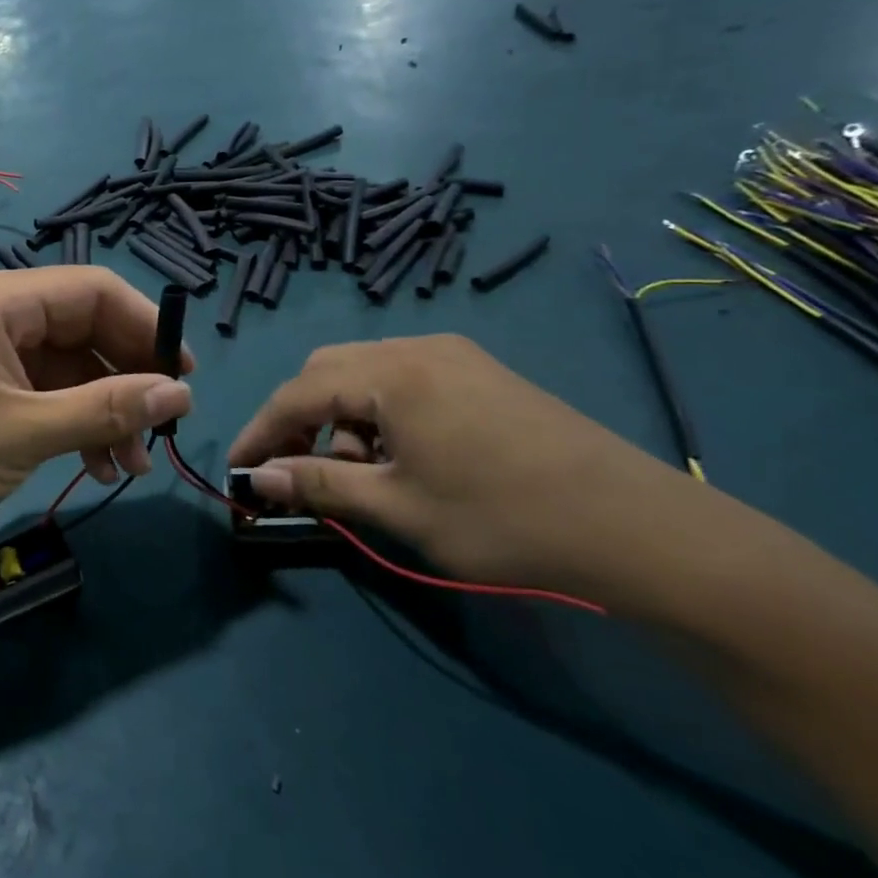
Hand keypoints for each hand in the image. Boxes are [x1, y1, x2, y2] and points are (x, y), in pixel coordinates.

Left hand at [0, 267, 193, 558]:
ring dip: (103, 411)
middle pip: (82, 328)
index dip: (146, 327)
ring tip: (132, 466)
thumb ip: (106, 409)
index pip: (94, 290)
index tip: (184, 375)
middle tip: (161, 430)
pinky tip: (96, 466)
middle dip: (125, 379)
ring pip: (65, 367)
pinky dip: (71, 423)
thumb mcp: (24, 433)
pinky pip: (40, 392)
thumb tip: (182, 393)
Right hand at [229, 335, 686, 597]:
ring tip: (355, 473)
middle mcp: (417, 348)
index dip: (261, 431)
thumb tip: (257, 479)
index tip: (237, 469)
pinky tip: (400, 457)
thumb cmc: (505, 521)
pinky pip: (404, 379)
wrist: (640, 529)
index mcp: (392, 373)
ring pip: (366, 373)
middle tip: (292, 469)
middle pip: (328, 371)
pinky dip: (380, 413)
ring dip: (341, 416)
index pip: (299, 393)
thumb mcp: (400, 508)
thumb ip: (319, 484)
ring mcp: (455, 356)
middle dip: (299, 418)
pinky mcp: (482, 373)